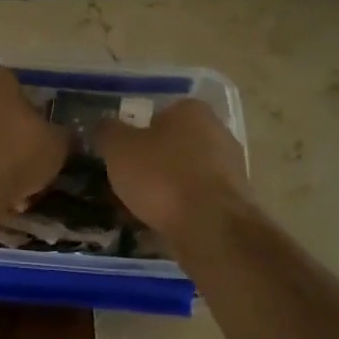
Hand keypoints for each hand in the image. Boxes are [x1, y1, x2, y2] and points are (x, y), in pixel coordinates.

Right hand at [93, 98, 251, 240]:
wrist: (210, 227)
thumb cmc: (161, 177)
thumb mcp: (118, 148)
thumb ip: (108, 132)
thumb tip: (105, 128)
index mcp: (192, 111)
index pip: (158, 114)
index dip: (136, 134)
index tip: (120, 156)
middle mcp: (218, 132)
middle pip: (173, 145)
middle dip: (150, 163)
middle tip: (125, 183)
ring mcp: (231, 168)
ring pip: (184, 174)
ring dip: (164, 189)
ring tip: (137, 210)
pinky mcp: (234, 201)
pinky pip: (196, 200)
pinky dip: (178, 209)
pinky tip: (159, 225)